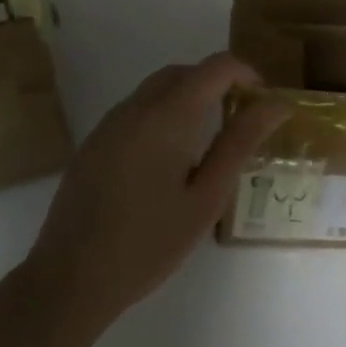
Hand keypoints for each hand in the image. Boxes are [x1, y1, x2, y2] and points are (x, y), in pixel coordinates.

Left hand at [26, 54, 288, 328]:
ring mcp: (110, 122)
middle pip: (185, 72)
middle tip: (241, 121)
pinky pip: (137, 109)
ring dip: (190, 97)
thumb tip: (276, 104)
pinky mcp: (95, 141)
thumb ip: (241, 142)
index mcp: (168, 115)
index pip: (216, 66)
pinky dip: (164, 113)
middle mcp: (136, 106)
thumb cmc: (149, 243)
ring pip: (158, 88)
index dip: (247, 74)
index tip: (263, 104)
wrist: (69, 279)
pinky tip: (169, 159)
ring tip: (209, 141)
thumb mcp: (206, 197)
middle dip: (218, 84)